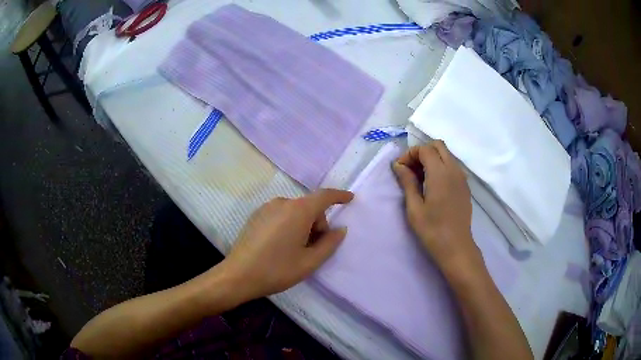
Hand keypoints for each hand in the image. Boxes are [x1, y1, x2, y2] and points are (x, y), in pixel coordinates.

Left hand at [222, 189, 353, 301]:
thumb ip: (329, 243)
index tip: (350, 199)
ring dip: (302, 225)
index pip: (324, 196)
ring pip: (295, 211)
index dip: (339, 196)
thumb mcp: (309, 262)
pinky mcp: (256, 215)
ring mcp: (267, 207)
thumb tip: (340, 229)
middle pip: (309, 207)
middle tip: (313, 249)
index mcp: (298, 211)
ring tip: (294, 250)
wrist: (238, 275)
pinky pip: (281, 214)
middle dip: (317, 224)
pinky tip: (279, 245)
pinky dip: (289, 224)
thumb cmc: (277, 270)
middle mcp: (282, 202)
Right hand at [393, 141, 482, 274]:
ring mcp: (462, 177)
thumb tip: (398, 165)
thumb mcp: (414, 207)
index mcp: (440, 173)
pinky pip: (452, 166)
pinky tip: (433, 185)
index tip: (400, 169)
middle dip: (422, 152)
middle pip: (438, 145)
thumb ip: (407, 182)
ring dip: (432, 158)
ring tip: (420, 177)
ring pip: (446, 155)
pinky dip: (441, 166)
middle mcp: (453, 169)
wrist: (456, 246)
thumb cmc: (432, 229)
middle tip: (410, 169)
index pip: (424, 149)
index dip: (410, 154)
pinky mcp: (465, 186)